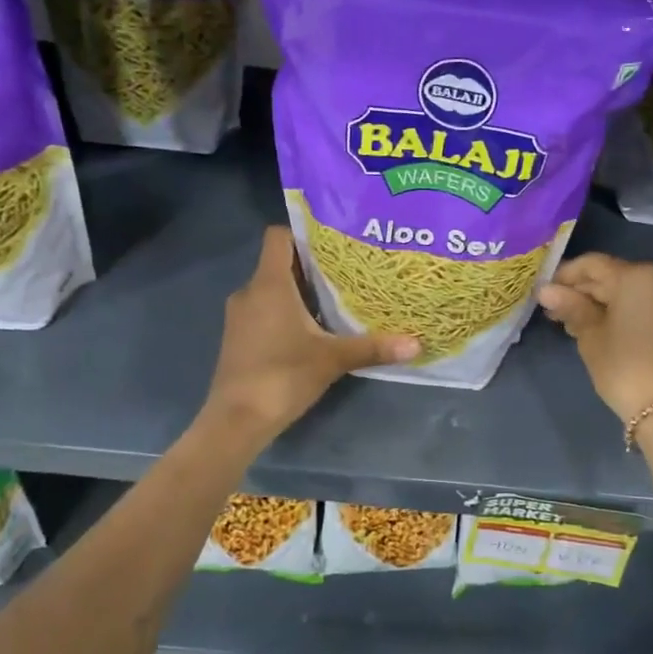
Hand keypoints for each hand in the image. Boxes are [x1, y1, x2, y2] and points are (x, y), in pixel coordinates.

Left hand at [204, 227, 419, 441]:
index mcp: (269, 284)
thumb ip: (373, 347)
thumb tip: (416, 344)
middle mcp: (249, 292)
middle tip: (347, 270)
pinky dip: (285, 311)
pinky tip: (312, 329)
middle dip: (311, 265)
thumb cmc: (283, 376)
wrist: (236, 420)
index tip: (333, 241)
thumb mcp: (332, 360)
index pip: (278, 236)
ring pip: (271, 288)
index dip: (303, 232)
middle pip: (279, 262)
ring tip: (335, 298)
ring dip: (299, 291)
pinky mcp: (238, 338)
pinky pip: (263, 310)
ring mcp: (239, 316)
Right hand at [538, 253, 652, 424]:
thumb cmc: (623, 365)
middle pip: (609, 276)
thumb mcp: (590, 334)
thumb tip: (545, 290)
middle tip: (552, 310)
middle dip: (579, 291)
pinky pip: (638, 304)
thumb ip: (570, 306)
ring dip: (596, 302)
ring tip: (568, 322)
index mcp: (635, 276)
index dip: (564, 275)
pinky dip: (616, 310)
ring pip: (623, 291)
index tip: (543, 292)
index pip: (591, 264)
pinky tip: (593, 326)